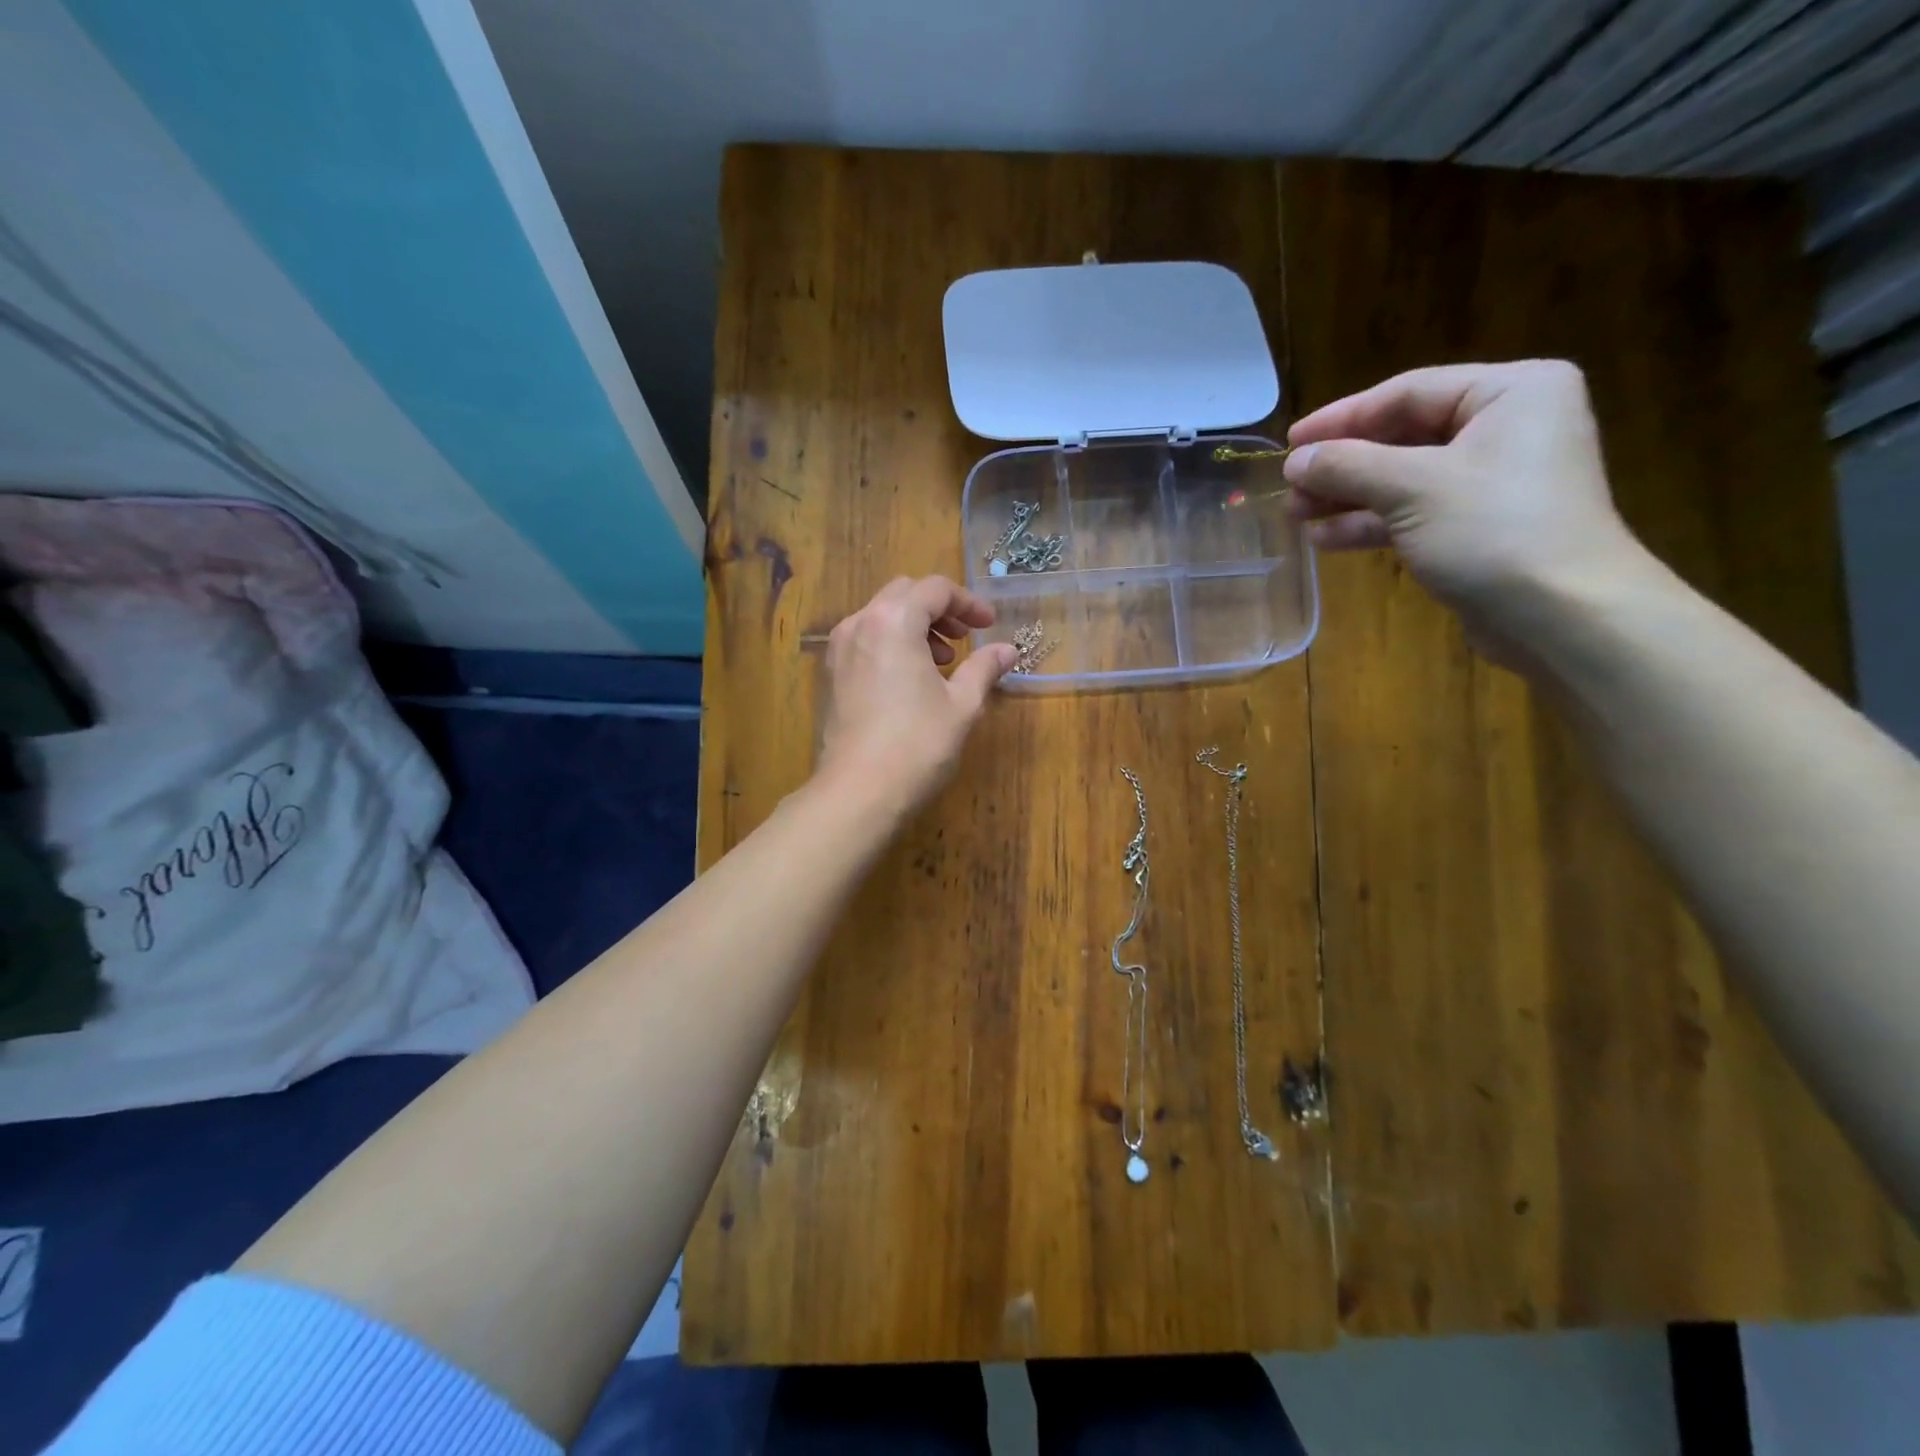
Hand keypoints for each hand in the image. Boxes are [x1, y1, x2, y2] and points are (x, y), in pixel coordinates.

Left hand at [817, 576, 1017, 817]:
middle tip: (965, 639)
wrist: (858, 791)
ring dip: (914, 627)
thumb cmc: (918, 744)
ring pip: (880, 617)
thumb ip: (984, 668)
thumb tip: (1008, 650)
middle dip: (938, 610)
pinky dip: (891, 645)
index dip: (968, 603)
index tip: (988, 626)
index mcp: (893, 620)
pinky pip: (864, 641)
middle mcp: (860, 624)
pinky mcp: (830, 675)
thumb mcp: (962, 705)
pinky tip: (910, 681)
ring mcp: (838, 650)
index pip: (935, 589)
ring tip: (941, 662)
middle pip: (903, 594)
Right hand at [1284, 361, 1649, 636]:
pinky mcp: (1478, 526)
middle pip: (1403, 436)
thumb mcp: (1412, 488)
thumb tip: (1295, 460)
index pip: (1408, 393)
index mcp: (1511, 392)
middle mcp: (1507, 427)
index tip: (1290, 443)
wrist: (1561, 614)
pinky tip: (1325, 539)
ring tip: (1296, 516)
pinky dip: (1371, 523)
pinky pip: (1413, 512)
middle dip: (1342, 465)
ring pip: (1402, 478)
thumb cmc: (1493, 530)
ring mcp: (1493, 480)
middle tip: (1290, 487)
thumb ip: (1347, 466)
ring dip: (1347, 497)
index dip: (1342, 418)